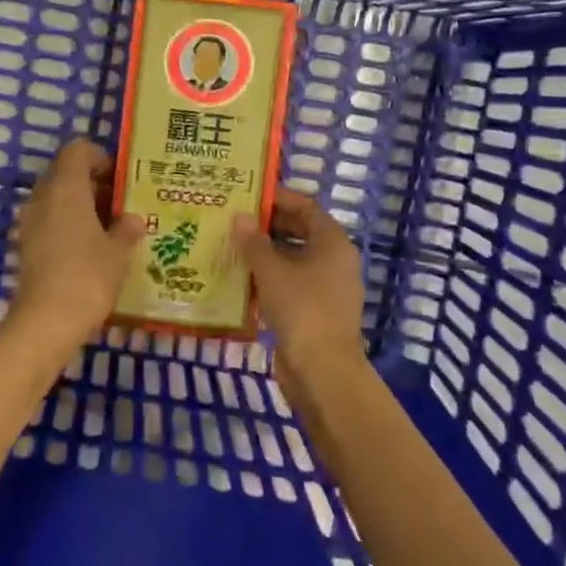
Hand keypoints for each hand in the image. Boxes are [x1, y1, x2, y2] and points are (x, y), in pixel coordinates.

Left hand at [9, 140, 145, 357]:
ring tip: (110, 228)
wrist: (46, 322)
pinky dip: (69, 226)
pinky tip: (91, 249)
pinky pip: (50, 221)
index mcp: (66, 187)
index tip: (121, 179)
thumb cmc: (88, 275)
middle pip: (66, 173)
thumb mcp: (119, 251)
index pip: (78, 150)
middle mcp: (43, 197)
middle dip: (93, 184)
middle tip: (121, 204)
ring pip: (57, 199)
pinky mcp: (26, 246)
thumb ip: (128, 229)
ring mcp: (29, 221)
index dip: (100, 158)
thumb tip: (134, 219)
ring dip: (81, 206)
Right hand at [233, 188, 367, 380]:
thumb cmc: (301, 308)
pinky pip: (290, 285)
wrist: (322, 371)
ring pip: (293, 261)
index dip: (278, 199)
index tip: (248, 194)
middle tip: (234, 219)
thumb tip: (240, 216)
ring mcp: (327, 288)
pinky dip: (269, 279)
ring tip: (231, 246)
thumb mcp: (272, 270)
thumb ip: (254, 241)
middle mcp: (334, 261)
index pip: (305, 208)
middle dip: (268, 226)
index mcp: (333, 243)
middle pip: (300, 233)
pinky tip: (240, 279)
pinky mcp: (315, 312)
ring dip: (265, 253)